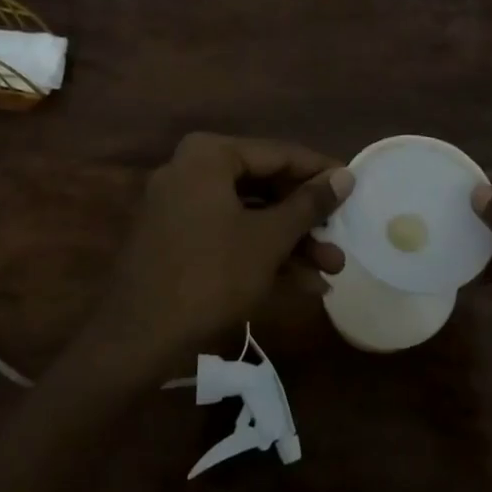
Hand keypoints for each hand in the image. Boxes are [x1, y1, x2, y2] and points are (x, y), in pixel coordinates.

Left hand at [78, 133, 352, 379]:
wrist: (138, 338)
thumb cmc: (211, 275)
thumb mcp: (269, 238)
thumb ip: (309, 203)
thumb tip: (346, 176)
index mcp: (209, 155)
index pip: (278, 154)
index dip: (319, 173)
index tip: (354, 189)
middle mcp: (191, 170)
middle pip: (264, 186)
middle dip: (305, 220)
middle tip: (341, 238)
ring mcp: (180, 206)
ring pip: (248, 215)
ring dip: (290, 243)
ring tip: (331, 270)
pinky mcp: (176, 240)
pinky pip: (228, 235)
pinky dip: (261, 255)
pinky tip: (302, 285)